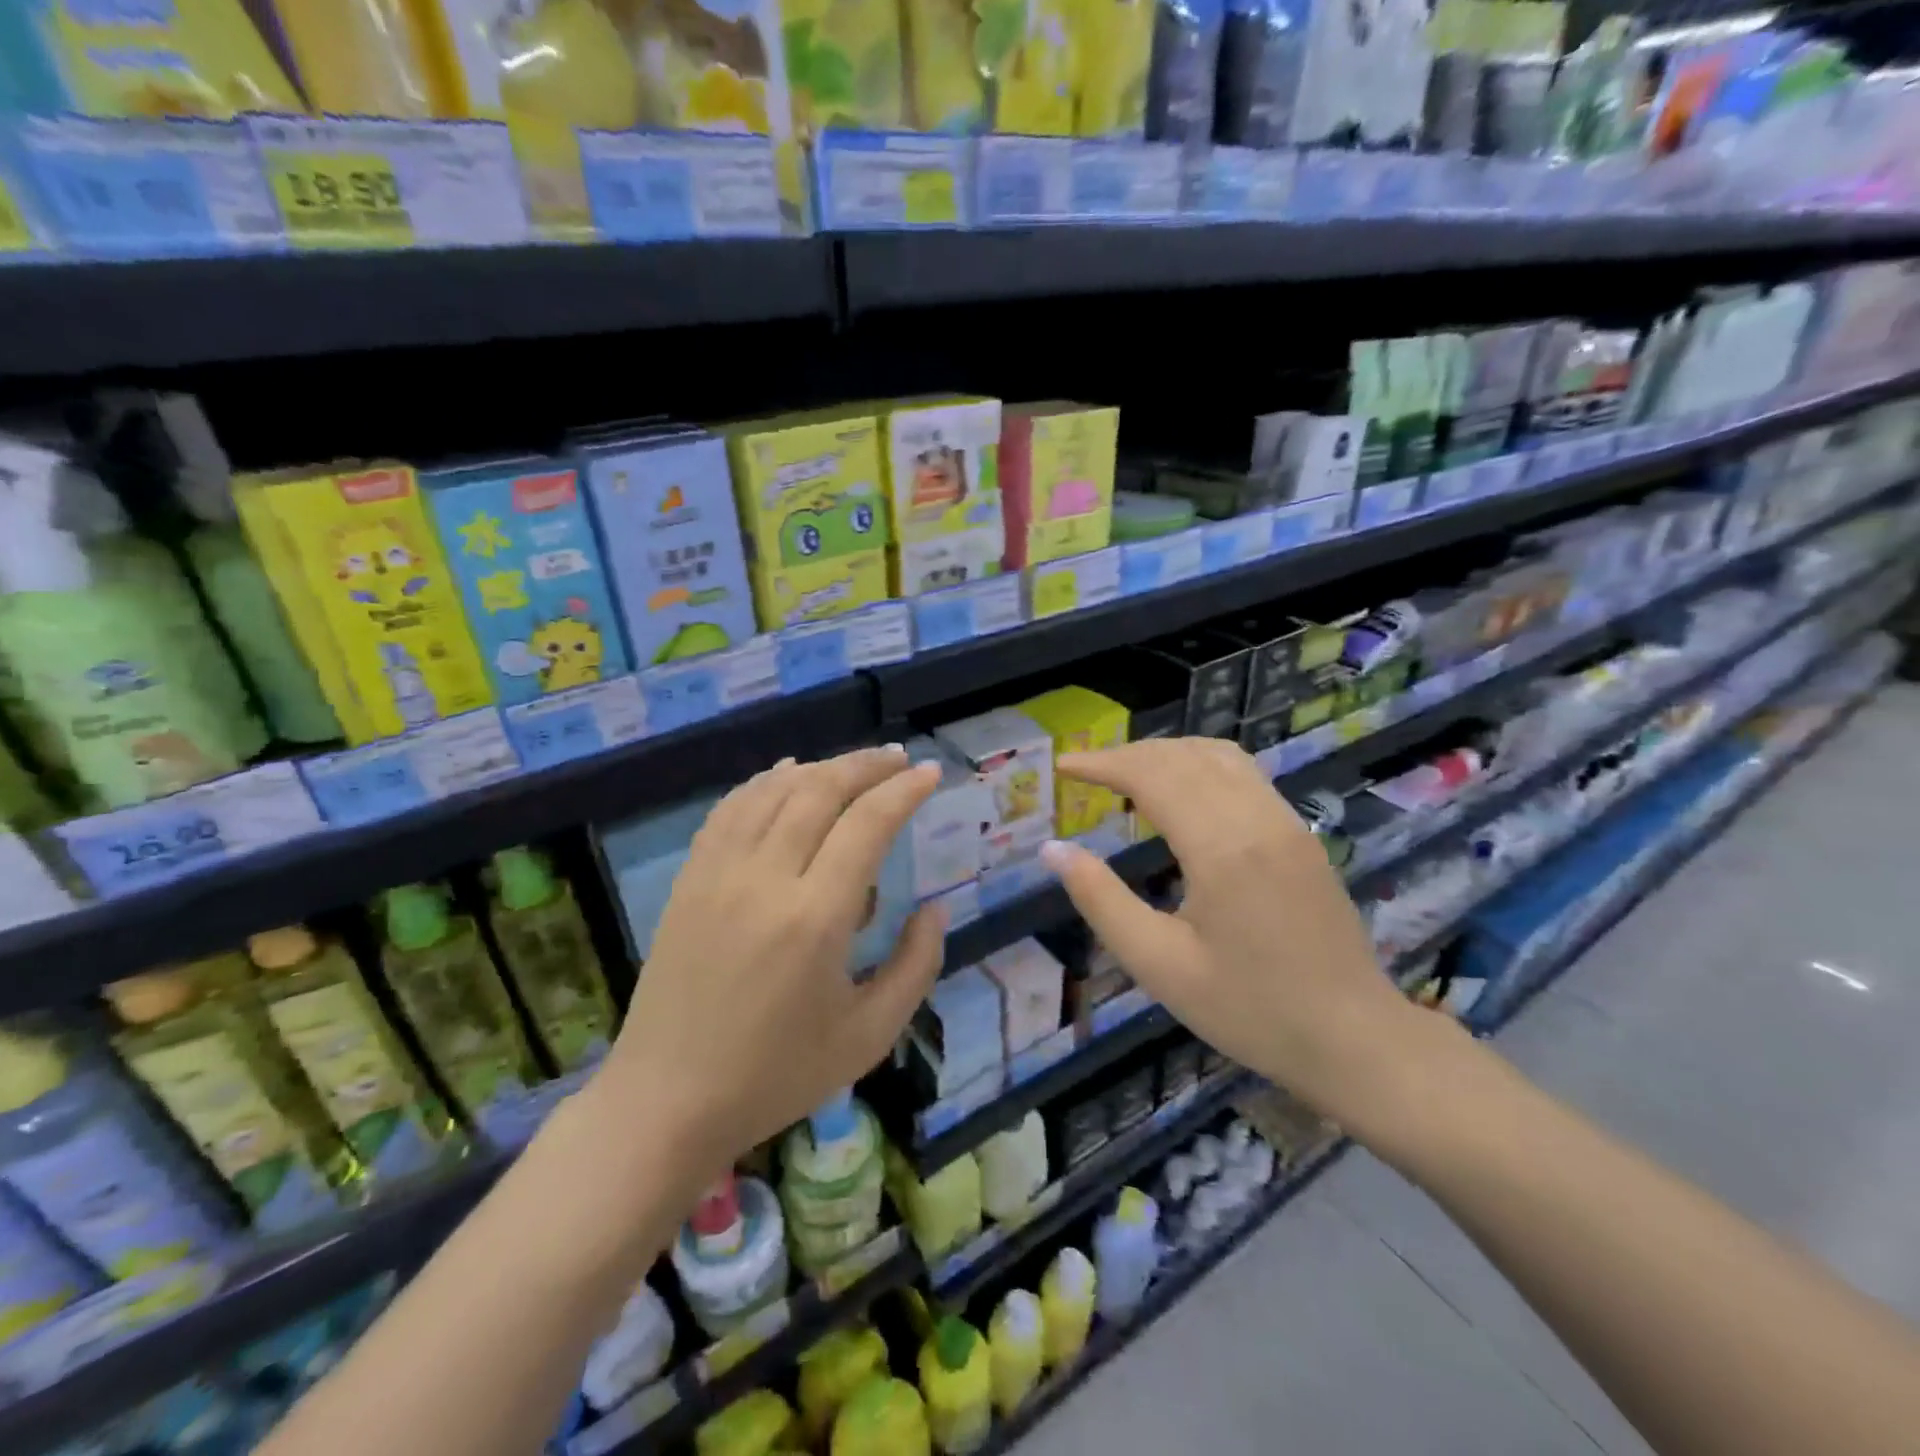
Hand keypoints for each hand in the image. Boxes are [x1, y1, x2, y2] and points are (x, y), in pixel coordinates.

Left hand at [599, 746, 945, 1178]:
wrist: (668, 1100)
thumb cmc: (777, 1075)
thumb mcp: (869, 1035)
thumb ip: (916, 965)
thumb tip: (935, 908)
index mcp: (815, 918)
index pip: (867, 824)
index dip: (904, 790)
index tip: (931, 773)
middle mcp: (764, 879)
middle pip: (820, 790)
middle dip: (867, 765)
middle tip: (900, 759)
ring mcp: (718, 873)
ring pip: (773, 790)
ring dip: (820, 767)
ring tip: (854, 766)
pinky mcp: (689, 879)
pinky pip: (731, 809)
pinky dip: (765, 782)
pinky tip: (786, 774)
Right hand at [1040, 738, 1427, 1124]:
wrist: (1354, 1038)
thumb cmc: (1249, 1010)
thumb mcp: (1159, 965)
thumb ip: (1101, 900)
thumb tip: (1053, 849)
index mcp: (1221, 848)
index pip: (1152, 775)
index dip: (1102, 764)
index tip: (1063, 767)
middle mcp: (1257, 818)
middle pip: (1182, 756)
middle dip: (1127, 755)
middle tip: (1085, 773)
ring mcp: (1286, 821)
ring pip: (1218, 755)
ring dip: (1166, 753)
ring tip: (1126, 775)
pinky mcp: (1300, 833)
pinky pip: (1244, 773)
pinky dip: (1199, 764)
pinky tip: (1181, 792)